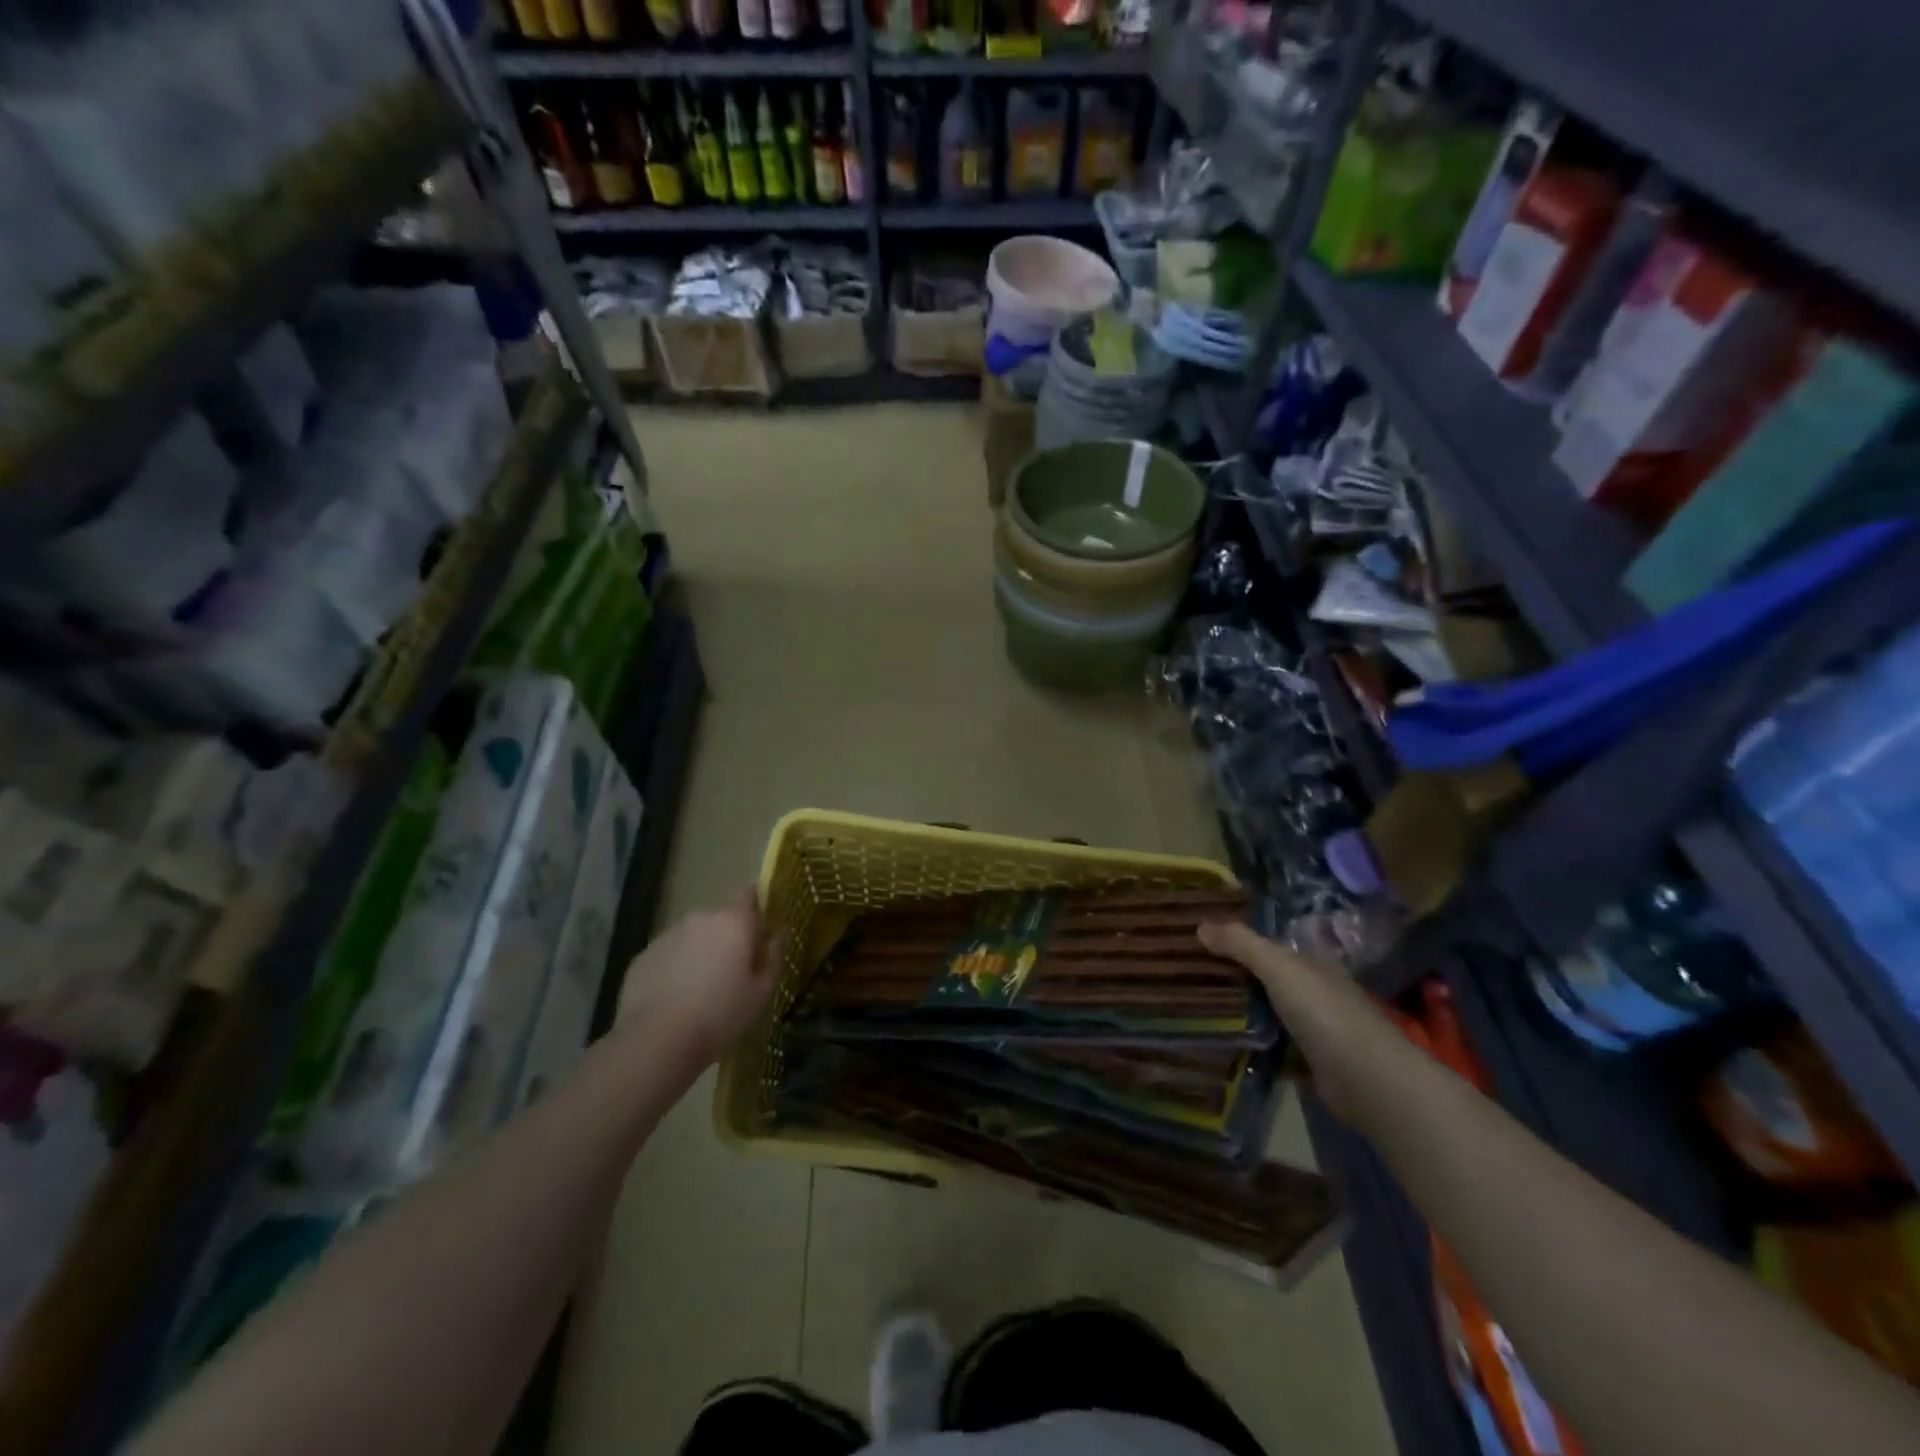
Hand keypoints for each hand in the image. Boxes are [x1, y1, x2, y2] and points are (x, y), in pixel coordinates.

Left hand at [618, 887, 779, 1072]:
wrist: (656, 1042)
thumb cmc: (720, 1015)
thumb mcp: (761, 992)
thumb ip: (774, 956)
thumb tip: (777, 934)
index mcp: (732, 922)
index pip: (748, 894)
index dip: (756, 907)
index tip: (761, 929)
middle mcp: (699, 919)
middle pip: (720, 919)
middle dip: (728, 937)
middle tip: (733, 971)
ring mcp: (667, 936)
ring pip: (693, 937)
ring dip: (700, 953)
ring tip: (701, 990)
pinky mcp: (642, 957)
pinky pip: (669, 956)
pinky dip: (675, 968)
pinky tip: (676, 999)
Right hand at [1198, 920, 1398, 1128]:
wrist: (1366, 1079)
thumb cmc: (1323, 1011)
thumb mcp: (1278, 967)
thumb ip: (1241, 944)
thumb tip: (1200, 926)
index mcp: (1312, 965)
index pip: (1271, 947)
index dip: (1239, 943)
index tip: (1202, 944)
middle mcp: (1315, 993)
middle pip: (1268, 981)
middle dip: (1235, 979)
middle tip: (1190, 977)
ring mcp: (1315, 1030)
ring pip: (1268, 1015)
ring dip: (1241, 1015)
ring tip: (1197, 1010)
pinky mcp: (1310, 1064)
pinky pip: (1273, 1049)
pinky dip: (1253, 1047)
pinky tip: (1224, 1046)